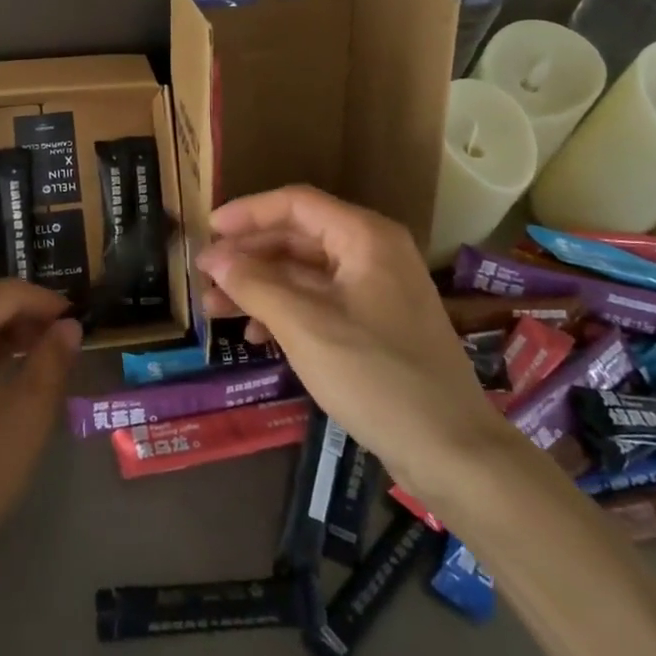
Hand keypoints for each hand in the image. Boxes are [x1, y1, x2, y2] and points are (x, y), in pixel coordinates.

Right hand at [195, 186, 510, 494]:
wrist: (451, 451)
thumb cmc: (375, 376)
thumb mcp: (304, 326)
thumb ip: (254, 284)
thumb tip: (214, 258)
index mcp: (365, 237)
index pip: (295, 204)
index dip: (247, 212)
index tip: (207, 230)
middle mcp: (372, 252)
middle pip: (297, 237)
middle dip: (248, 256)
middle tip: (204, 277)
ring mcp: (375, 289)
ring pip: (304, 272)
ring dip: (259, 286)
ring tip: (215, 309)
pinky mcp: (375, 323)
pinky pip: (319, 300)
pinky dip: (284, 310)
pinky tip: (254, 333)